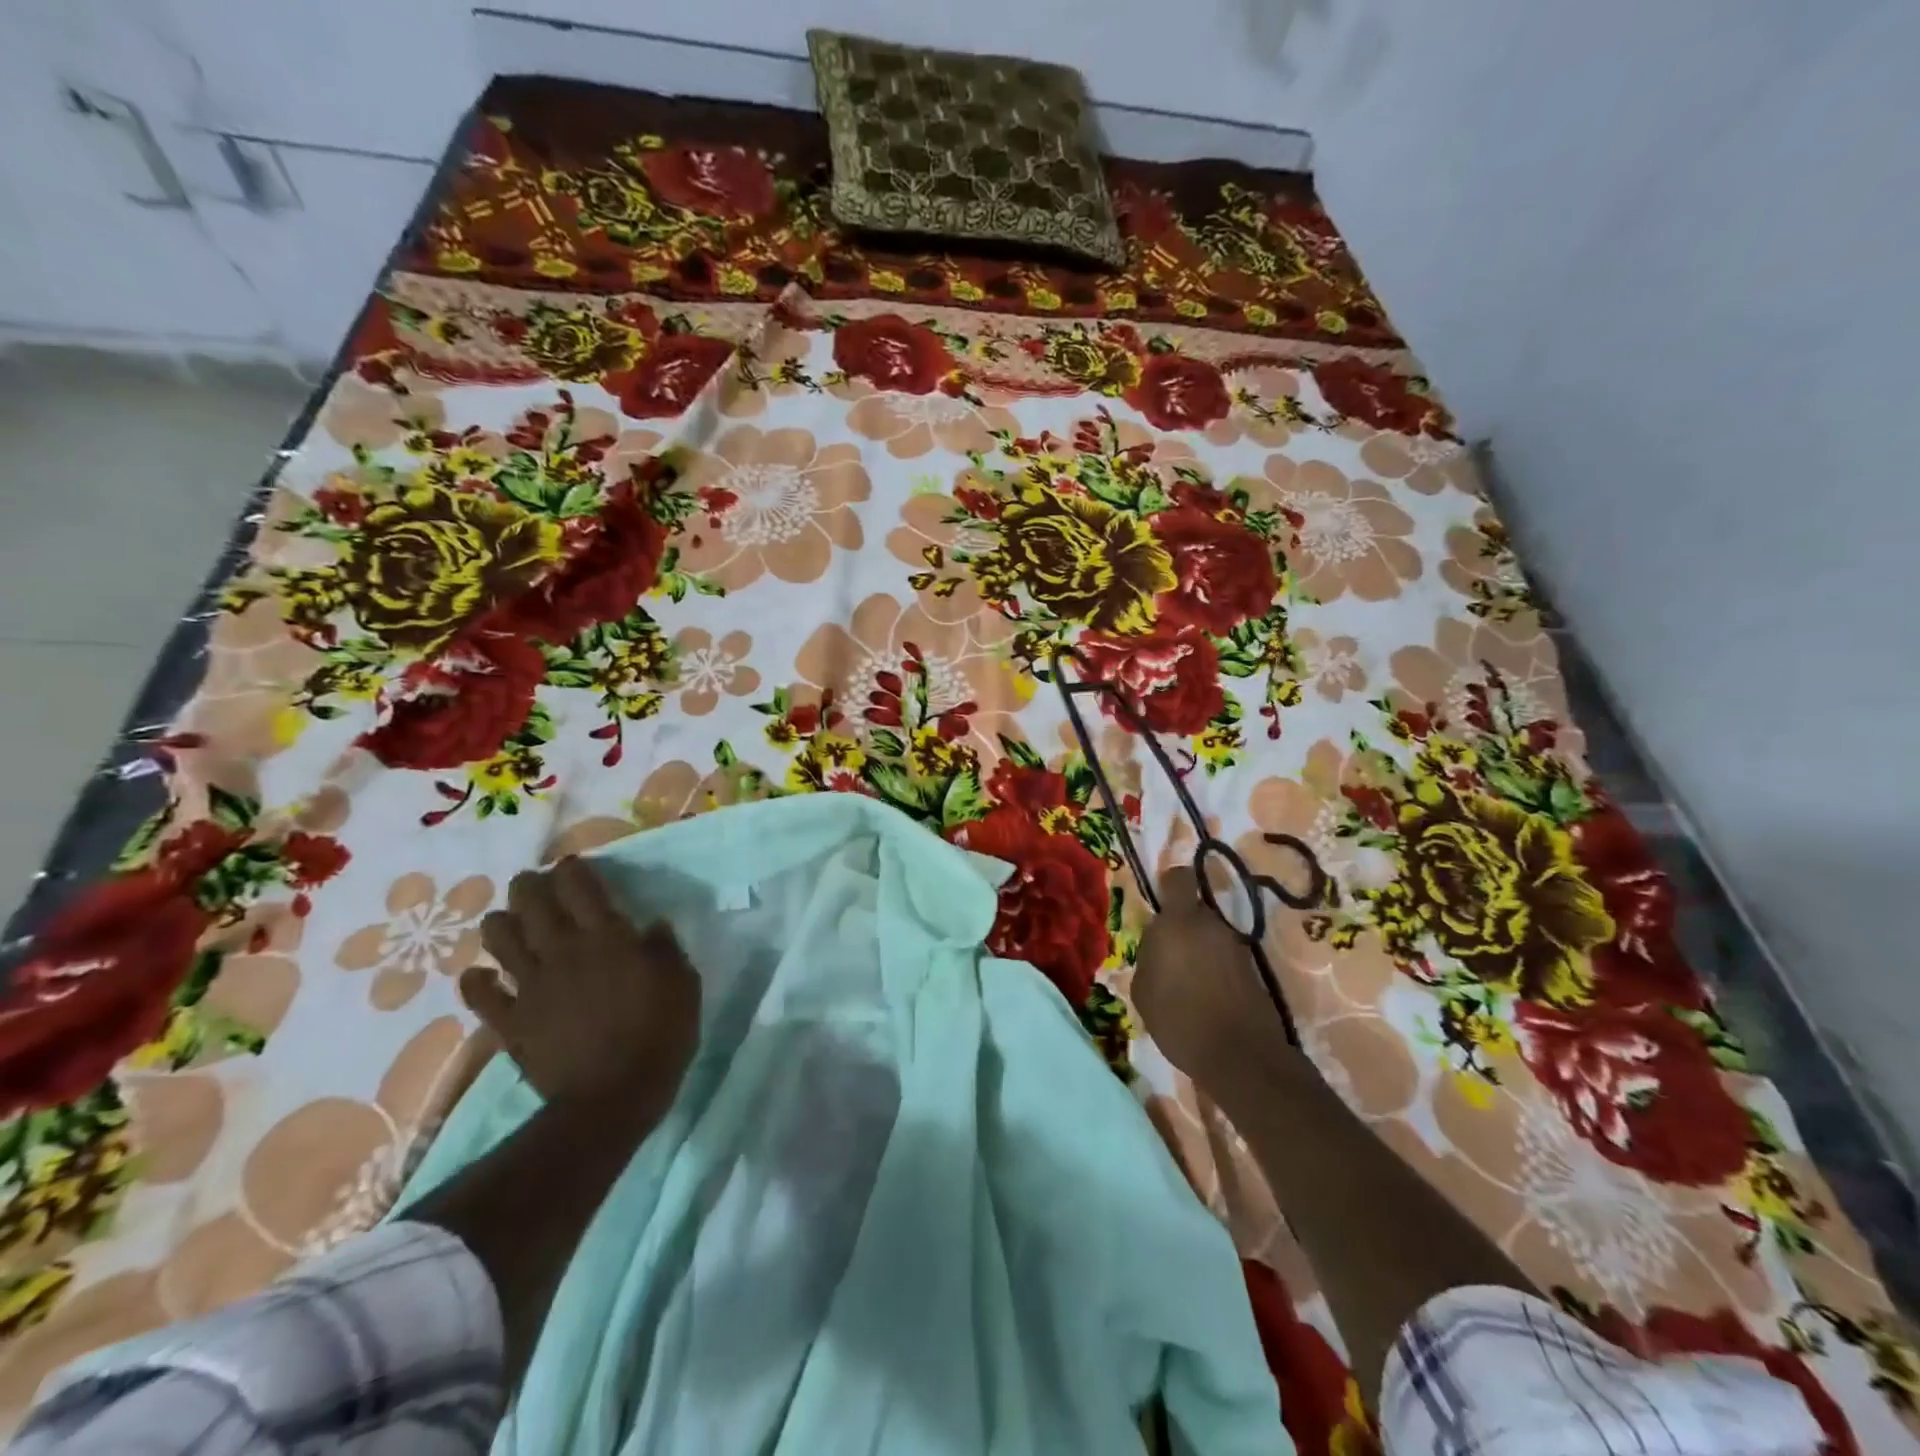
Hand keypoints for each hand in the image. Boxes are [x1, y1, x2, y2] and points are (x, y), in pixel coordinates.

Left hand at [460, 857, 699, 1110]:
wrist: (612, 1097)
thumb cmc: (659, 1033)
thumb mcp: (682, 983)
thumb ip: (665, 949)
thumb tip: (653, 927)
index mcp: (606, 936)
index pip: (579, 885)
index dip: (571, 869)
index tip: (574, 867)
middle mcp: (562, 950)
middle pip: (530, 902)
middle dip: (529, 886)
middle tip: (535, 885)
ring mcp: (531, 985)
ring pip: (498, 938)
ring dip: (500, 923)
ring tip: (509, 923)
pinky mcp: (510, 1020)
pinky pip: (479, 993)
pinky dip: (476, 980)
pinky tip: (482, 975)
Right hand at [1132, 863, 1290, 1075]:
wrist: (1240, 1056)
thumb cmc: (1179, 1019)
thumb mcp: (1143, 990)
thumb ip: (1148, 958)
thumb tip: (1158, 949)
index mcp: (1178, 922)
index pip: (1178, 879)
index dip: (1169, 885)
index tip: (1160, 904)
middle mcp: (1210, 925)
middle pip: (1194, 911)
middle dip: (1182, 927)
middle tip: (1168, 957)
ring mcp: (1236, 946)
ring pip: (1210, 935)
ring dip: (1199, 950)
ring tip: (1188, 983)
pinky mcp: (1253, 968)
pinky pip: (1225, 957)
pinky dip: (1216, 969)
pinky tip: (1207, 996)